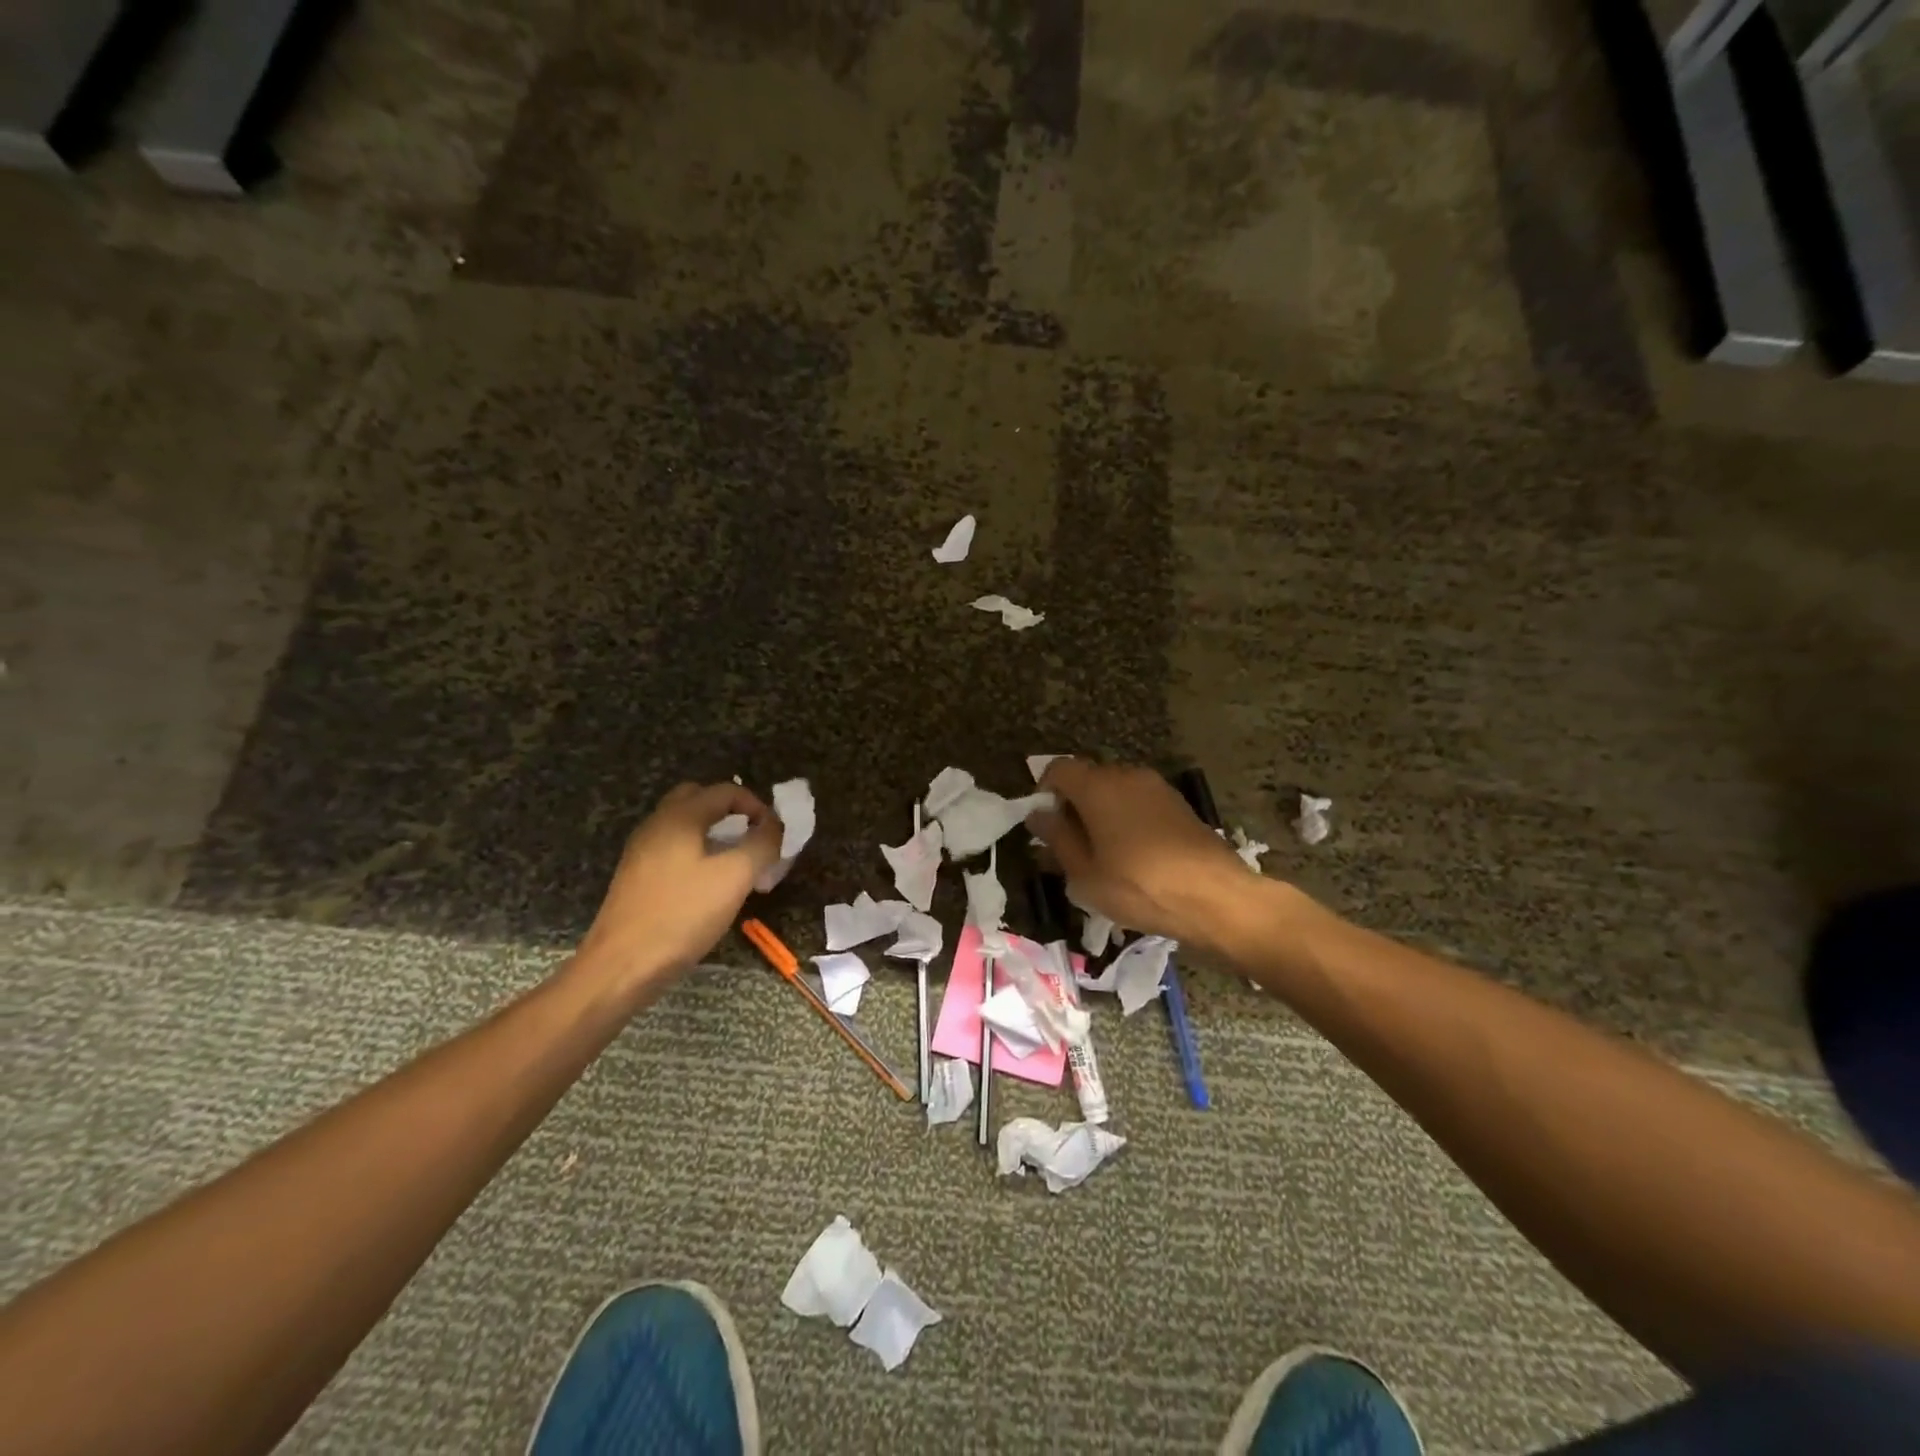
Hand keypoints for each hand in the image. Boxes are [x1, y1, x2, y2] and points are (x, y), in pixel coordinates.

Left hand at [575, 782, 783, 991]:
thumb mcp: (735, 877)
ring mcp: (642, 851)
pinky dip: (698, 854)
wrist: (621, 966)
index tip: (775, 834)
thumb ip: (761, 844)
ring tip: (738, 865)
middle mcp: (656, 825)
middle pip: (699, 800)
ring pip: (685, 826)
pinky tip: (711, 886)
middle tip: (753, 840)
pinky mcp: (637, 877)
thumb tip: (775, 826)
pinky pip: (674, 850)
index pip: (725, 790)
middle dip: (732, 814)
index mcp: (679, 816)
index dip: (757, 806)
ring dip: (715, 835)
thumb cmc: (682, 914)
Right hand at [1028, 760, 1265, 951]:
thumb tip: (1038, 814)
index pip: (1058, 768)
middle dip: (1072, 806)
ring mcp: (1157, 787)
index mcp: (1097, 786)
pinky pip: (1139, 802)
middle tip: (1068, 847)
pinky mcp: (1178, 803)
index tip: (1044, 825)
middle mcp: (1126, 775)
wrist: (1216, 897)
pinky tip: (1132, 855)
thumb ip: (1057, 838)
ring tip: (1101, 855)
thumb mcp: (1085, 873)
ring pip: (1115, 791)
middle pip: (1088, 779)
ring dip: (1101, 814)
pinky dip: (1126, 819)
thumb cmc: (1139, 886)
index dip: (1044, 791)